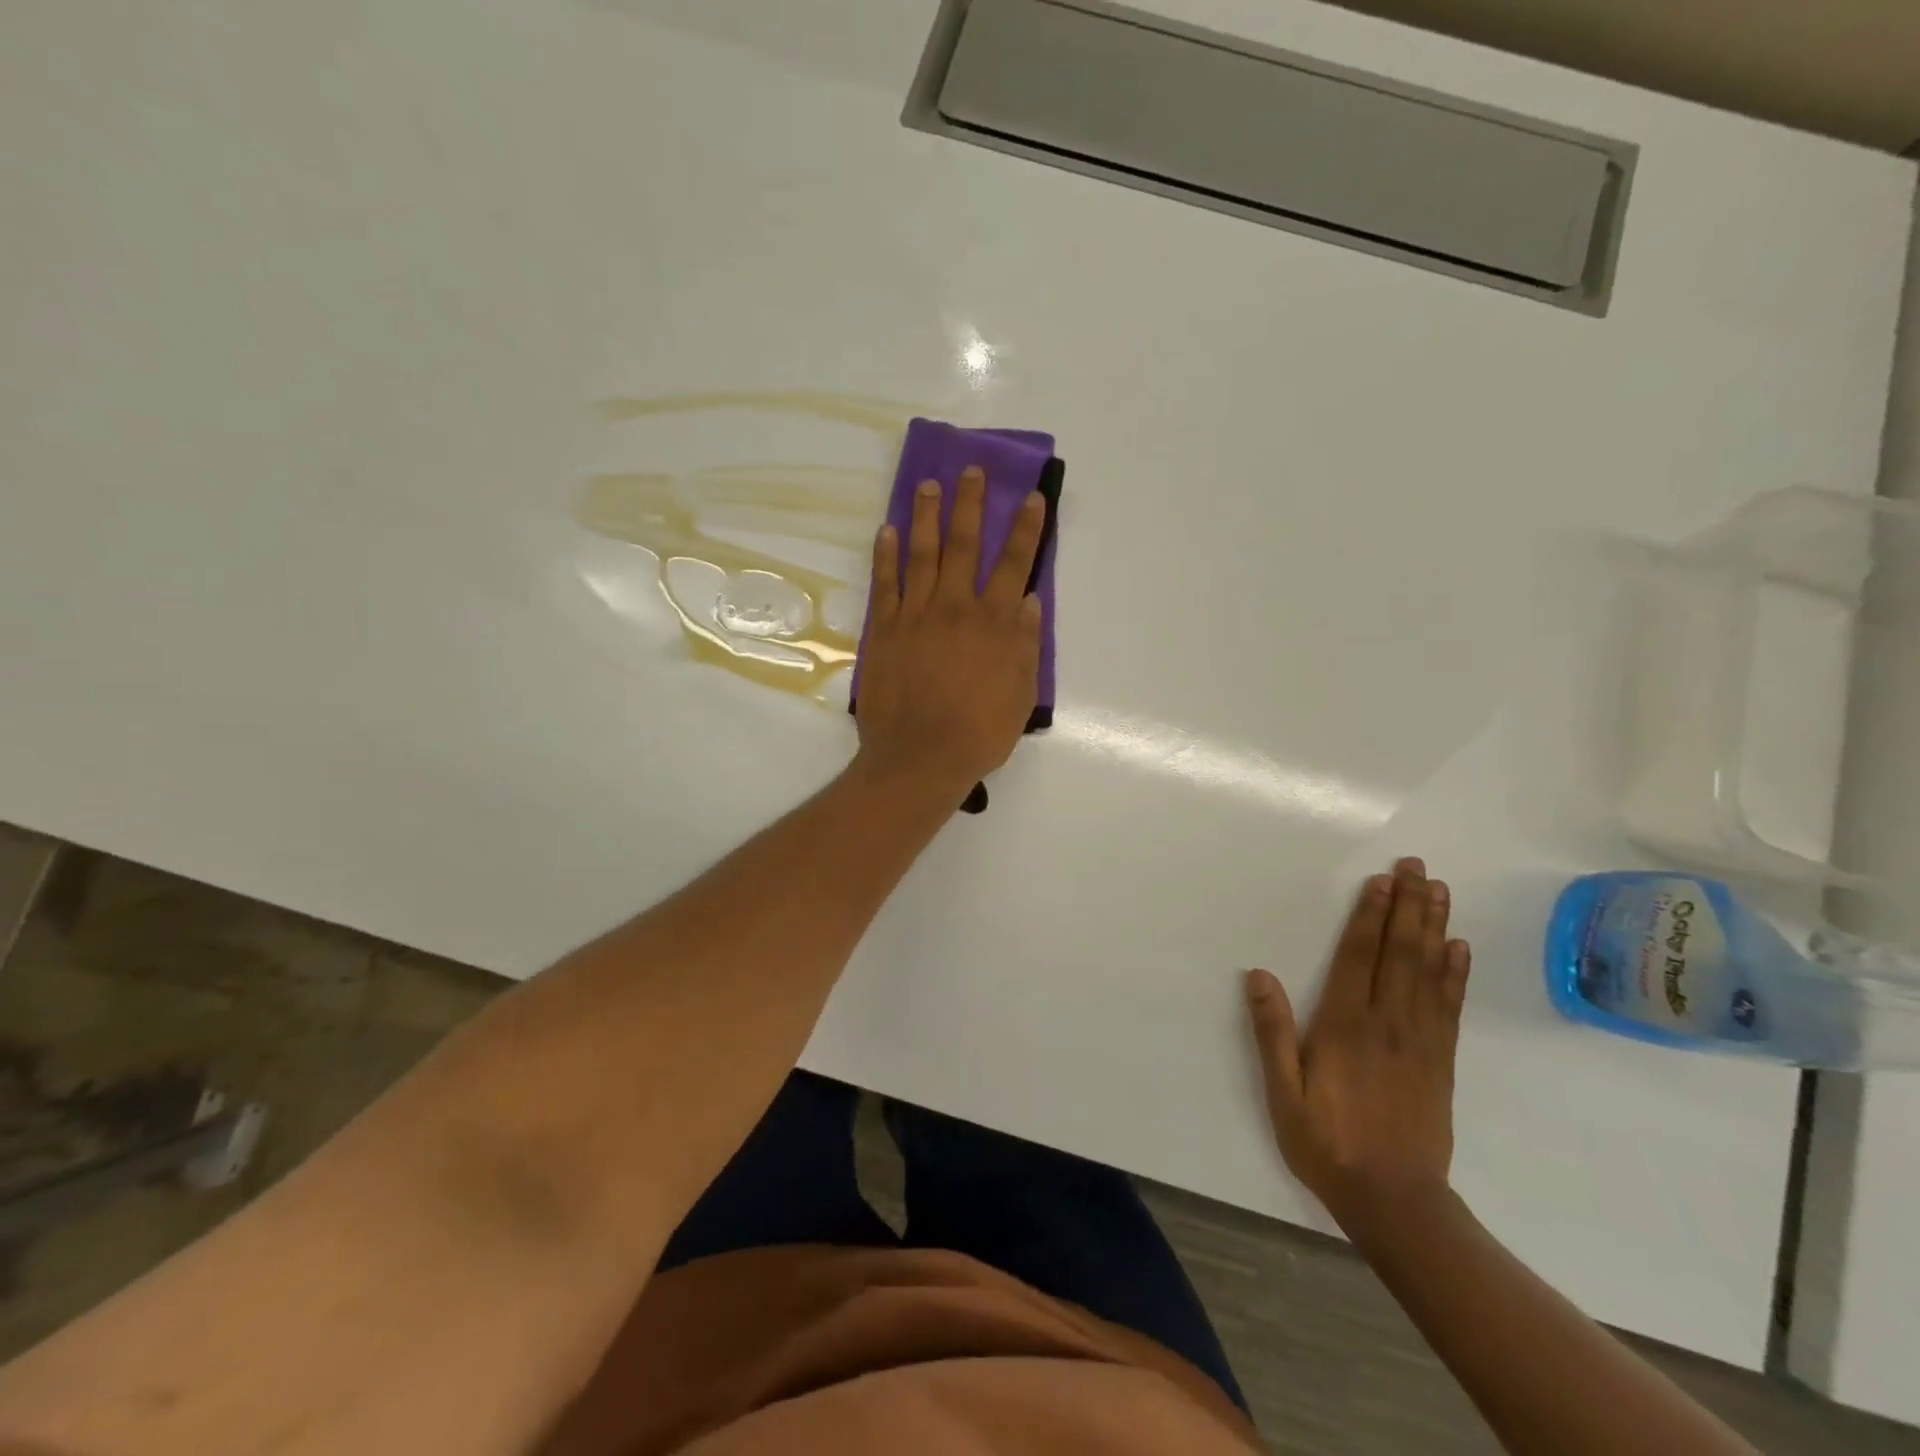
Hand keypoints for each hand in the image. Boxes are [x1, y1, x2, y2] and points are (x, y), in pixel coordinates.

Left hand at [853, 466, 1045, 798]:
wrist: (919, 758)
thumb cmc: (978, 733)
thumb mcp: (1020, 695)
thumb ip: (1024, 645)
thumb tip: (1028, 601)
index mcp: (994, 624)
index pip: (1014, 564)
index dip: (1025, 529)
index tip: (1030, 497)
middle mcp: (956, 608)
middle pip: (964, 545)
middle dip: (970, 504)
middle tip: (970, 470)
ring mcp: (916, 615)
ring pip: (922, 554)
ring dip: (925, 516)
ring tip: (927, 485)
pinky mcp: (884, 630)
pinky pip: (885, 584)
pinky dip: (885, 556)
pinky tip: (886, 532)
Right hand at [1245, 858, 1471, 1231]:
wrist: (1396, 1201)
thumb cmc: (1327, 1143)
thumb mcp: (1283, 1092)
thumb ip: (1272, 1032)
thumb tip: (1259, 974)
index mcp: (1345, 1026)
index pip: (1359, 957)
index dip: (1370, 916)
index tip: (1381, 881)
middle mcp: (1387, 1023)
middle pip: (1400, 953)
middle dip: (1408, 907)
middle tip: (1416, 867)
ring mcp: (1420, 1041)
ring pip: (1429, 971)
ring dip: (1434, 927)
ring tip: (1439, 891)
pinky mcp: (1441, 1060)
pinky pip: (1449, 1006)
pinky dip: (1455, 973)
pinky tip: (1459, 949)